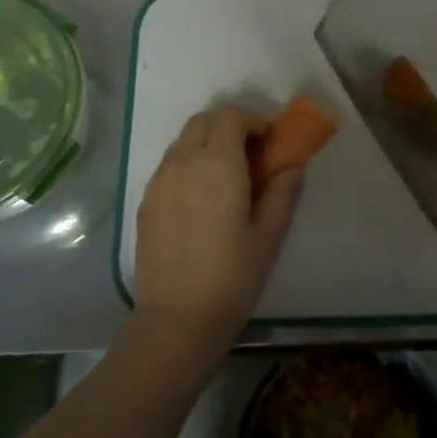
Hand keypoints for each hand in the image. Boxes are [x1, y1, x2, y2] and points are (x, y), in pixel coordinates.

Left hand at [133, 105, 303, 370]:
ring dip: (207, 143)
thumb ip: (282, 193)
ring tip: (228, 175)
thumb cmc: (232, 278)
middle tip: (252, 152)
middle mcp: (183, 163)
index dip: (253, 120)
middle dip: (229, 125)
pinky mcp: (146, 202)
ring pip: (183, 141)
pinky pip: (169, 165)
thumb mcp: (269, 236)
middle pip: (203, 121)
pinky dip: (189, 163)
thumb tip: (291, 167)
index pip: (230, 117)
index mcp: (217, 166)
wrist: (177, 320)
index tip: (271, 139)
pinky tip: (203, 197)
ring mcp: (159, 182)